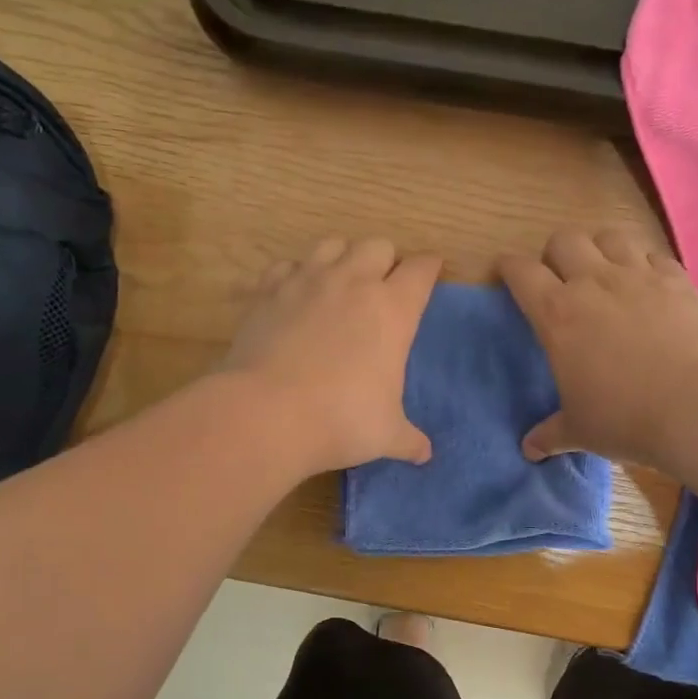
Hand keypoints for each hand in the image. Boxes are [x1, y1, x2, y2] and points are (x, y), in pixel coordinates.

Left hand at [222, 237, 441, 472]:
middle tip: (382, 286)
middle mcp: (353, 282)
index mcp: (393, 309)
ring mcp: (307, 281)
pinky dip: (294, 274)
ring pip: (333, 244)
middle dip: (385, 260)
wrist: (267, 414)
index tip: (430, 272)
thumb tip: (425, 454)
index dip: (429, 268)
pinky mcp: (268, 290)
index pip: (421, 270)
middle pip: (378, 245)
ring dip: (342, 257)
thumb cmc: (341, 420)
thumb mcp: (386, 434)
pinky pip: (286, 265)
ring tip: (339, 282)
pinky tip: (294, 295)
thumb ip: (409, 439)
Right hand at [499, 229, 697, 467]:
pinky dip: (646, 263)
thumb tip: (529, 451)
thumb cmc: (625, 419)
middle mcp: (593, 283)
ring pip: (609, 236)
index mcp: (557, 314)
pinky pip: (654, 255)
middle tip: (560, 278)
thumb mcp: (580, 430)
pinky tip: (649, 284)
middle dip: (555, 253)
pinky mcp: (678, 280)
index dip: (509, 267)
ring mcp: (639, 276)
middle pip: (564, 240)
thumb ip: (551, 434)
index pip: (520, 272)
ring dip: (600, 249)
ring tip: (604, 271)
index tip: (506, 272)